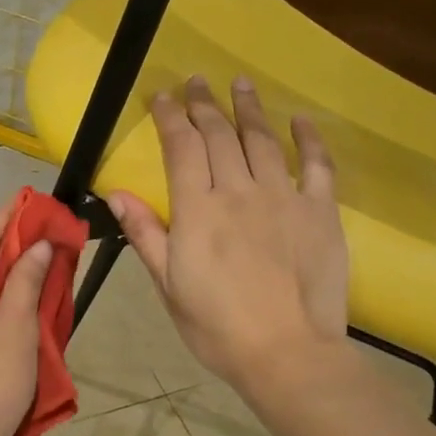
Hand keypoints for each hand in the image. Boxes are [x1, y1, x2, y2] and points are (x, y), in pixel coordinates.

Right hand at [108, 77, 348, 391]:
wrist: (287, 353)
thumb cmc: (217, 327)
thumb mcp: (169, 285)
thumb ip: (146, 234)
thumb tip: (116, 192)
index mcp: (198, 210)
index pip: (181, 147)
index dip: (170, 116)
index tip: (161, 95)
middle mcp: (239, 191)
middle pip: (220, 135)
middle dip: (205, 104)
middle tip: (197, 81)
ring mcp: (283, 198)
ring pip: (263, 140)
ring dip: (249, 109)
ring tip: (240, 84)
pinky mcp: (320, 211)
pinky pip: (316, 165)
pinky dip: (309, 139)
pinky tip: (301, 120)